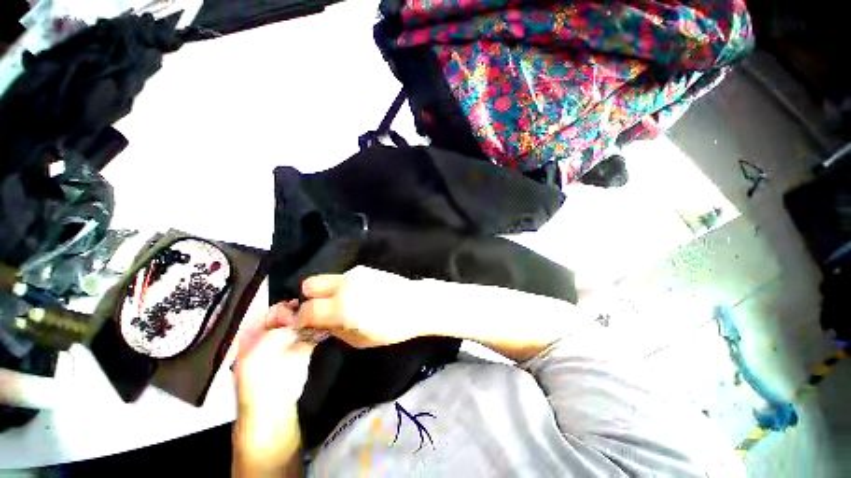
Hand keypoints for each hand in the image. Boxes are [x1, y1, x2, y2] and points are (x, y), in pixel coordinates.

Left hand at [233, 302, 312, 476]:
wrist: (273, 409)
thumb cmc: (259, 382)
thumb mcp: (261, 352)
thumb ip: (278, 329)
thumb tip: (295, 311)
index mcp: (253, 337)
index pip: (267, 313)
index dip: (281, 305)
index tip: (297, 300)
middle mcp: (271, 337)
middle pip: (286, 316)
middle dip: (299, 309)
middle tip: (313, 304)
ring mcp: (288, 343)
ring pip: (300, 323)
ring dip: (310, 317)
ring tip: (322, 309)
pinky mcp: (303, 350)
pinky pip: (311, 333)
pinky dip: (318, 327)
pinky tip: (326, 322)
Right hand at [294, 266, 425, 347]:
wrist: (416, 303)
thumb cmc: (391, 327)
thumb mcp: (359, 340)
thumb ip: (335, 331)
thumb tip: (321, 325)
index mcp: (340, 306)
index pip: (306, 310)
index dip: (301, 319)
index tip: (306, 325)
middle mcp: (343, 285)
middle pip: (310, 284)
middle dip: (310, 298)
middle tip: (322, 310)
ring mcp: (354, 273)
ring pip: (329, 280)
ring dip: (330, 291)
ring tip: (347, 303)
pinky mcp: (365, 269)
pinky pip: (345, 277)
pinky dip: (345, 286)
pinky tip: (362, 294)